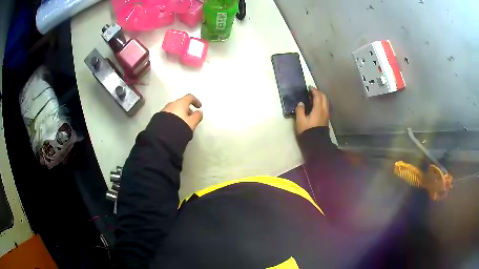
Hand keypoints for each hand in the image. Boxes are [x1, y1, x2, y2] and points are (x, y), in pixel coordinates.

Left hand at [162, 94, 202, 130]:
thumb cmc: (180, 127)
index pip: (190, 97)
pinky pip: (169, 115)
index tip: (199, 107)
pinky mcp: (158, 117)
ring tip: (183, 123)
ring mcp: (164, 110)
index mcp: (180, 103)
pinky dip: (173, 117)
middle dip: (187, 109)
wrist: (162, 136)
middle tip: (191, 117)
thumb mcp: (192, 123)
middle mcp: (171, 104)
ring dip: (179, 114)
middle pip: (181, 103)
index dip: (196, 101)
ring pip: (174, 109)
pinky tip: (175, 126)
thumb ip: (197, 116)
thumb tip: (199, 112)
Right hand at [295, 86, 329, 134]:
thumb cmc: (307, 131)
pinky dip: (321, 103)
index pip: (318, 96)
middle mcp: (324, 110)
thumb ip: (300, 110)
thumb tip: (301, 103)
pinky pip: (325, 107)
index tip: (309, 87)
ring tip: (314, 98)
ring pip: (326, 102)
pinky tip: (316, 106)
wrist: (316, 143)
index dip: (314, 90)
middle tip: (312, 91)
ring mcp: (326, 115)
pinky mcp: (326, 119)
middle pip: (324, 97)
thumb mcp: (300, 121)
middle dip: (319, 93)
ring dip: (321, 98)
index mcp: (318, 109)